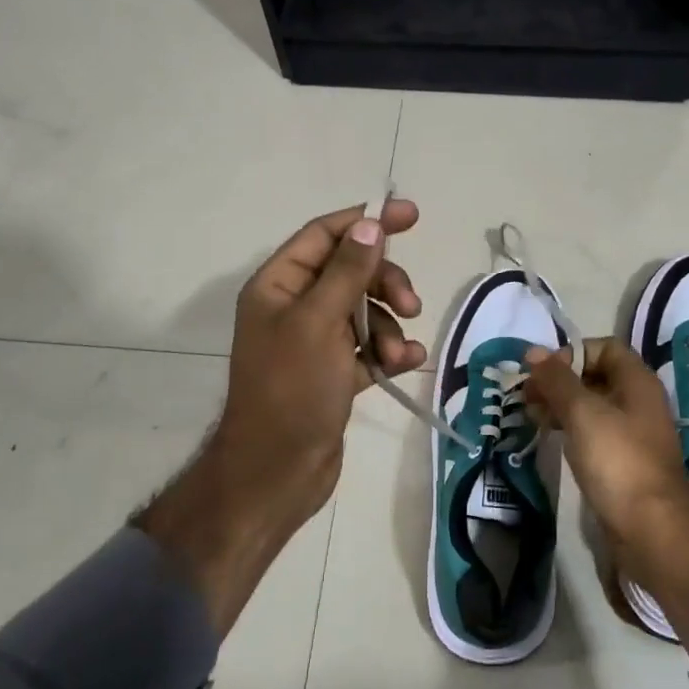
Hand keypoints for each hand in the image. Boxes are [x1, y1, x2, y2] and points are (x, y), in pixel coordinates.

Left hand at [138, 200, 424, 631]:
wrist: (278, 472)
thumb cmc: (292, 390)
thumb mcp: (320, 323)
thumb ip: (347, 271)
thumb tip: (370, 223)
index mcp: (278, 286)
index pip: (324, 235)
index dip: (366, 221)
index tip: (410, 215)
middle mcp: (295, 307)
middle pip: (352, 272)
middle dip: (385, 284)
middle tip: (410, 305)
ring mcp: (315, 341)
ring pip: (366, 311)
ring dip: (390, 327)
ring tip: (398, 355)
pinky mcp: (334, 373)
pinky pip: (370, 348)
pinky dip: (390, 352)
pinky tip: (407, 364)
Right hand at [521, 338, 688, 539]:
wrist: (649, 527)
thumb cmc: (617, 460)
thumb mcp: (582, 413)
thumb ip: (557, 380)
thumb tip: (533, 351)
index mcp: (637, 381)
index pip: (604, 347)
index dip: (572, 353)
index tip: (542, 371)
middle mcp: (638, 401)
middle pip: (595, 376)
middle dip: (559, 381)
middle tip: (527, 394)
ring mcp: (632, 433)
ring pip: (591, 405)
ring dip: (560, 405)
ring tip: (530, 414)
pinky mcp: (622, 461)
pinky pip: (593, 432)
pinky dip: (570, 428)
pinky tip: (549, 436)